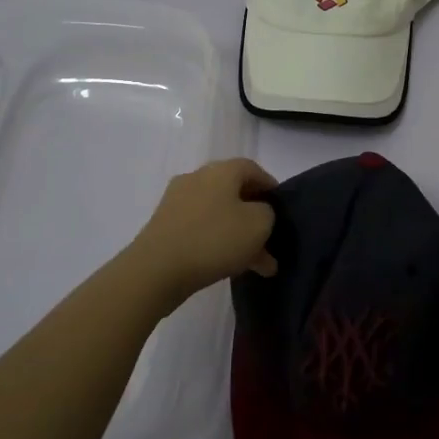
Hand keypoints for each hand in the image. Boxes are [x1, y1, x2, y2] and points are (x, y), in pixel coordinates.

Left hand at [128, 158, 278, 301]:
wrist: (156, 269)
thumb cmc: (214, 239)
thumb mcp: (258, 224)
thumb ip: (267, 213)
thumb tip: (258, 213)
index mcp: (220, 170)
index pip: (252, 169)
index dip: (270, 186)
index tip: (281, 208)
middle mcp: (197, 178)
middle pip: (234, 193)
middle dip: (255, 218)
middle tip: (270, 242)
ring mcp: (177, 202)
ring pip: (219, 215)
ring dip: (239, 236)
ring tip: (257, 265)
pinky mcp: (165, 227)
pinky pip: (201, 230)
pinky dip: (218, 244)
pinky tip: (230, 268)